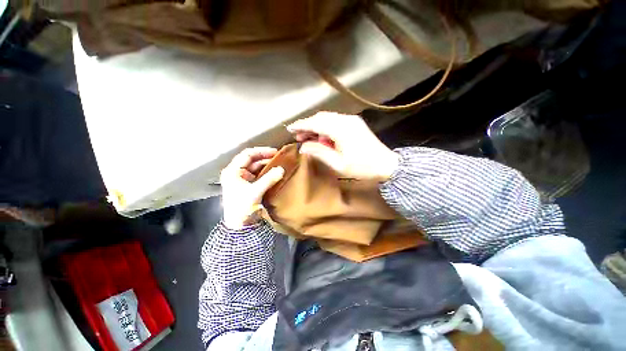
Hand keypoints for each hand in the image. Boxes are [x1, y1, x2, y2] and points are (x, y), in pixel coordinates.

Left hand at [220, 147, 284, 229]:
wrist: (239, 226)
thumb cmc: (242, 207)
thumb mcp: (255, 192)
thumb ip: (269, 179)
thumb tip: (282, 169)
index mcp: (232, 171)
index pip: (247, 154)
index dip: (261, 151)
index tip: (275, 152)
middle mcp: (236, 172)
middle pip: (252, 160)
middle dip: (266, 158)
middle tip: (280, 158)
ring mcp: (242, 179)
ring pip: (256, 167)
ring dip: (267, 166)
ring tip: (279, 164)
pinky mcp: (248, 185)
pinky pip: (258, 175)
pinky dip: (266, 173)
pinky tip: (275, 172)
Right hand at [287, 112, 398, 180]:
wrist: (386, 165)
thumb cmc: (362, 167)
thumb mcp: (338, 164)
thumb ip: (319, 152)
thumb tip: (303, 146)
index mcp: (340, 129)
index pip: (315, 123)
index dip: (301, 125)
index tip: (289, 129)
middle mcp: (345, 120)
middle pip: (321, 119)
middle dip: (307, 126)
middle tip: (298, 137)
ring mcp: (351, 120)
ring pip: (328, 119)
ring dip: (316, 127)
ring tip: (308, 138)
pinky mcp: (355, 123)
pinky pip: (336, 121)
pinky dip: (326, 128)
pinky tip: (323, 137)